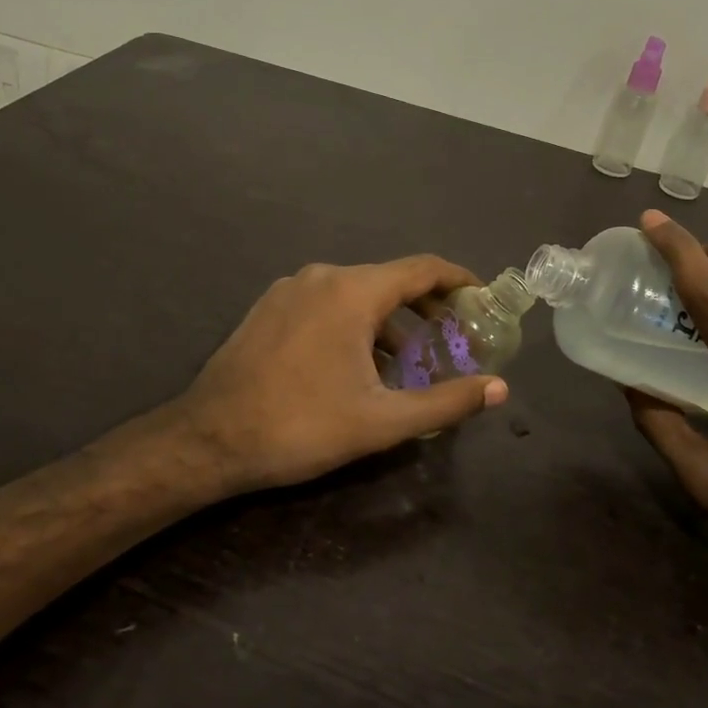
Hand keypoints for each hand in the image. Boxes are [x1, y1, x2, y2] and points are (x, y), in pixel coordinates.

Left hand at [173, 256, 509, 495]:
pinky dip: (354, 323)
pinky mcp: (268, 308)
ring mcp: (289, 289)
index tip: (482, 297)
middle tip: (452, 339)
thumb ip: (445, 402)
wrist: (208, 439)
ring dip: (389, 321)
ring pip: (356, 293)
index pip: (422, 268)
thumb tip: (499, 389)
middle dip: (426, 307)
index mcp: (353, 291)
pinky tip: (357, 364)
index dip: (458, 280)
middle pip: (390, 280)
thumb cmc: (301, 425)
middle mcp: (322, 276)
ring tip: (408, 361)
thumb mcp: (382, 420)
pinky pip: (326, 304)